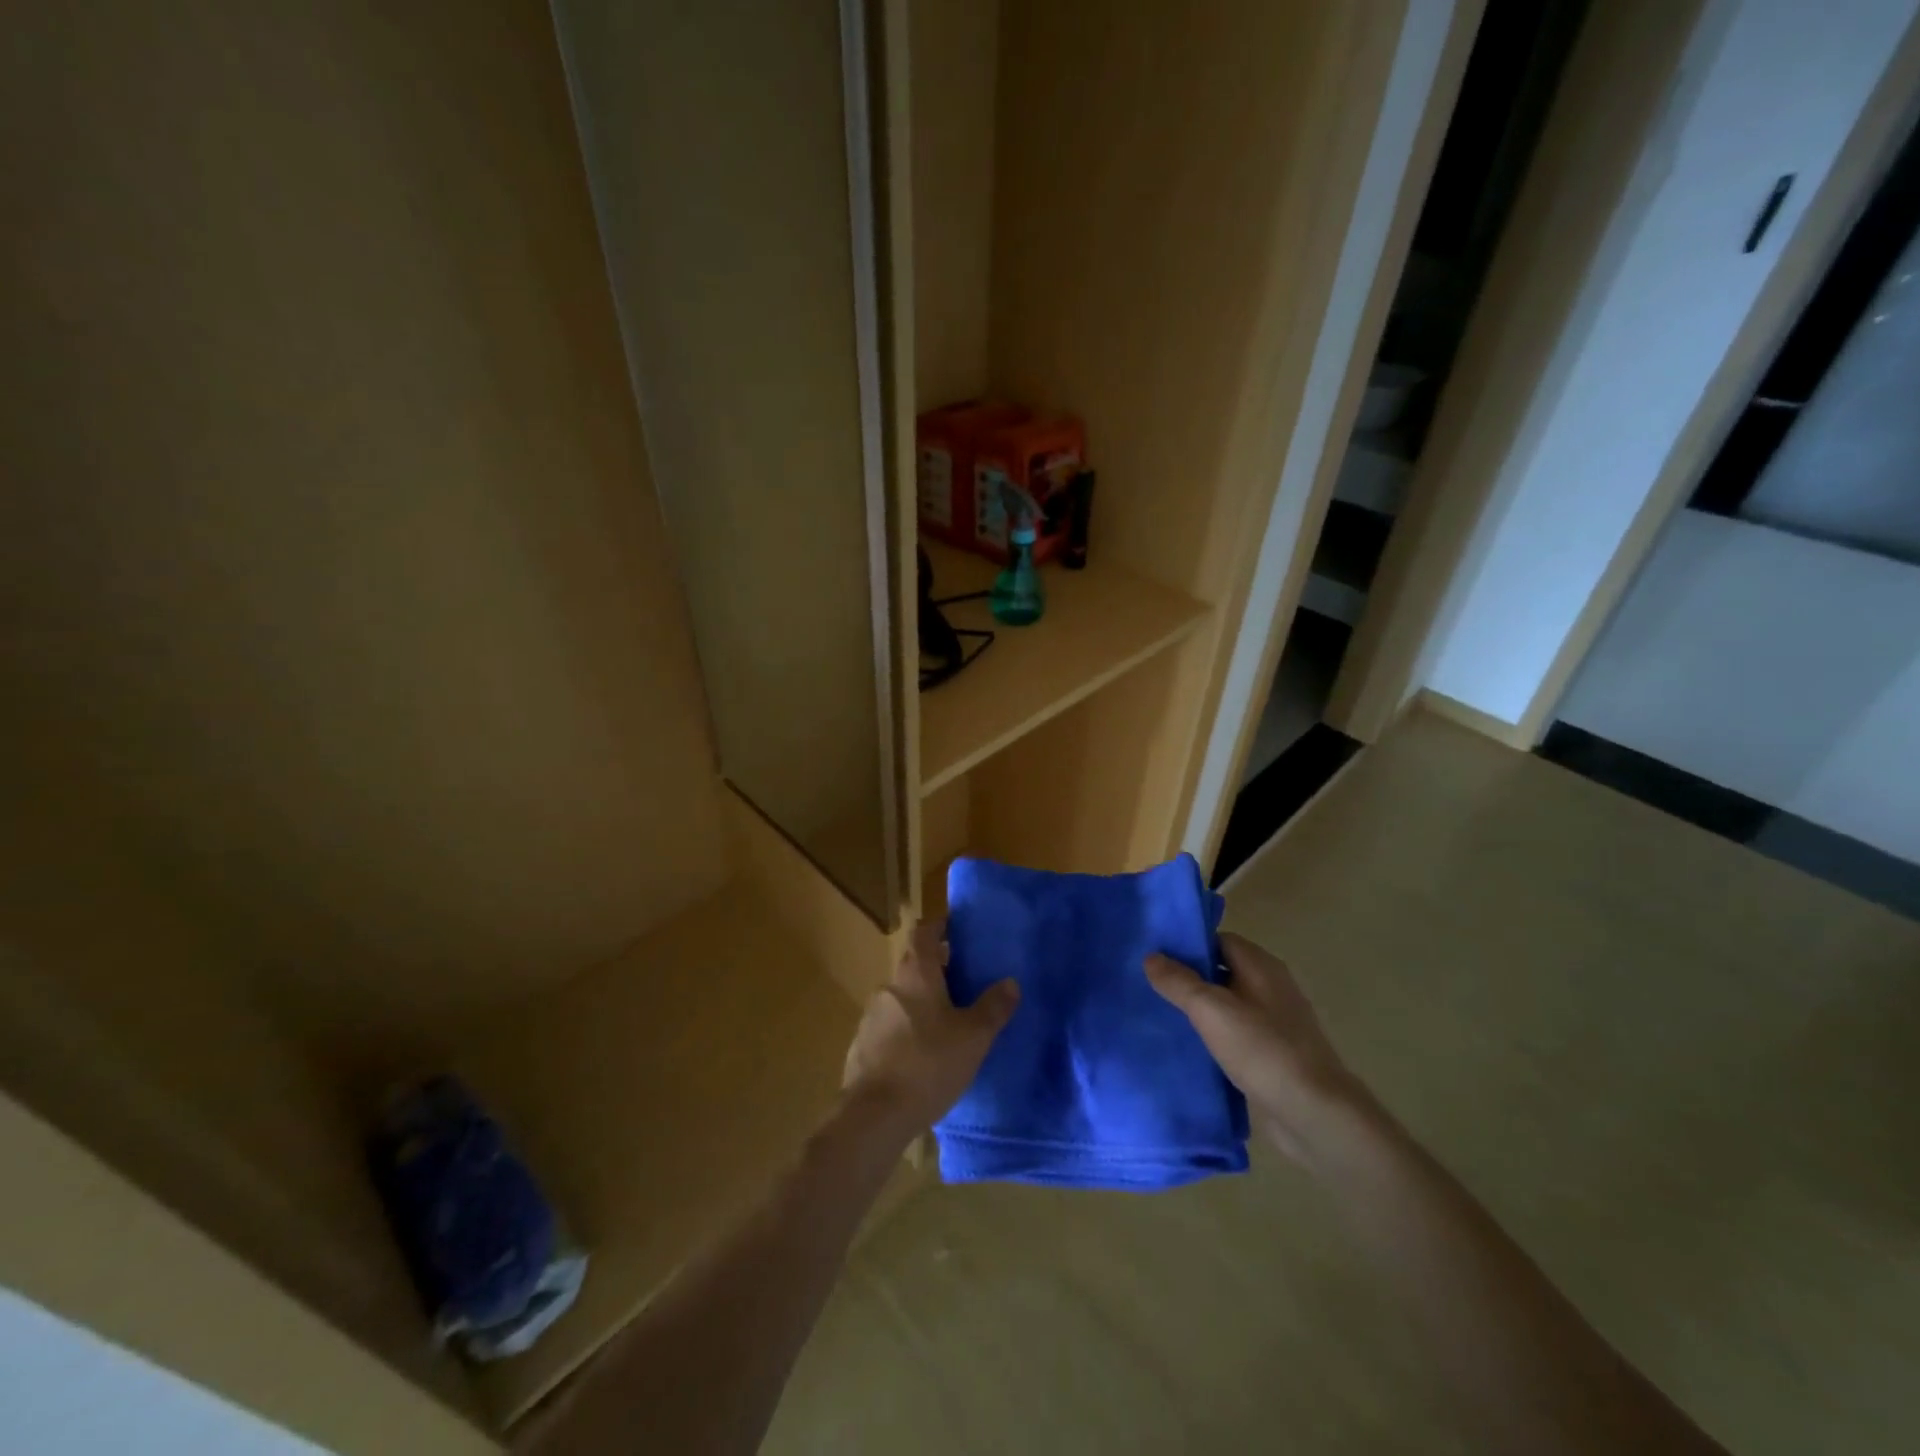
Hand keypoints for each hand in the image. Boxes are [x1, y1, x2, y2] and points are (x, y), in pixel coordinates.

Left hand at [842, 917, 1018, 1140]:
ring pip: (902, 998)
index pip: (924, 932)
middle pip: (914, 965)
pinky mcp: (862, 1045)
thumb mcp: (973, 1037)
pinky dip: (906, 1030)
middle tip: (964, 984)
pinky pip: (889, 1027)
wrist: (873, 1115)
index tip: (957, 931)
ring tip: (946, 1024)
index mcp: (916, 974)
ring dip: (921, 1003)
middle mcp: (890, 986)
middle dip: (937, 970)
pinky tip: (922, 1056)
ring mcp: (871, 1016)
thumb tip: (1010, 981)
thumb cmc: (928, 1064)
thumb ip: (993, 1007)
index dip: (939, 927)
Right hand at [1146, 932, 1366, 1165]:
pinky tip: (1189, 1046)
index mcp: (1261, 966)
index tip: (1155, 955)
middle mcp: (1271, 986)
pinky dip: (1214, 1034)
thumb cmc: (1263, 1050)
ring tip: (1162, 1014)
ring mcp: (1275, 1021)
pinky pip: (1236, 1031)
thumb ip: (1179, 981)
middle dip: (1189, 976)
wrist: (1315, 1114)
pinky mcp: (1273, 1052)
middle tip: (1150, 984)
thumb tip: (1151, 956)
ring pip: (1228, 1003)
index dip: (1187, 944)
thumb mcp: (1211, 1010)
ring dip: (1200, 1008)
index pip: (1218, 939)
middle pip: (1222, 969)